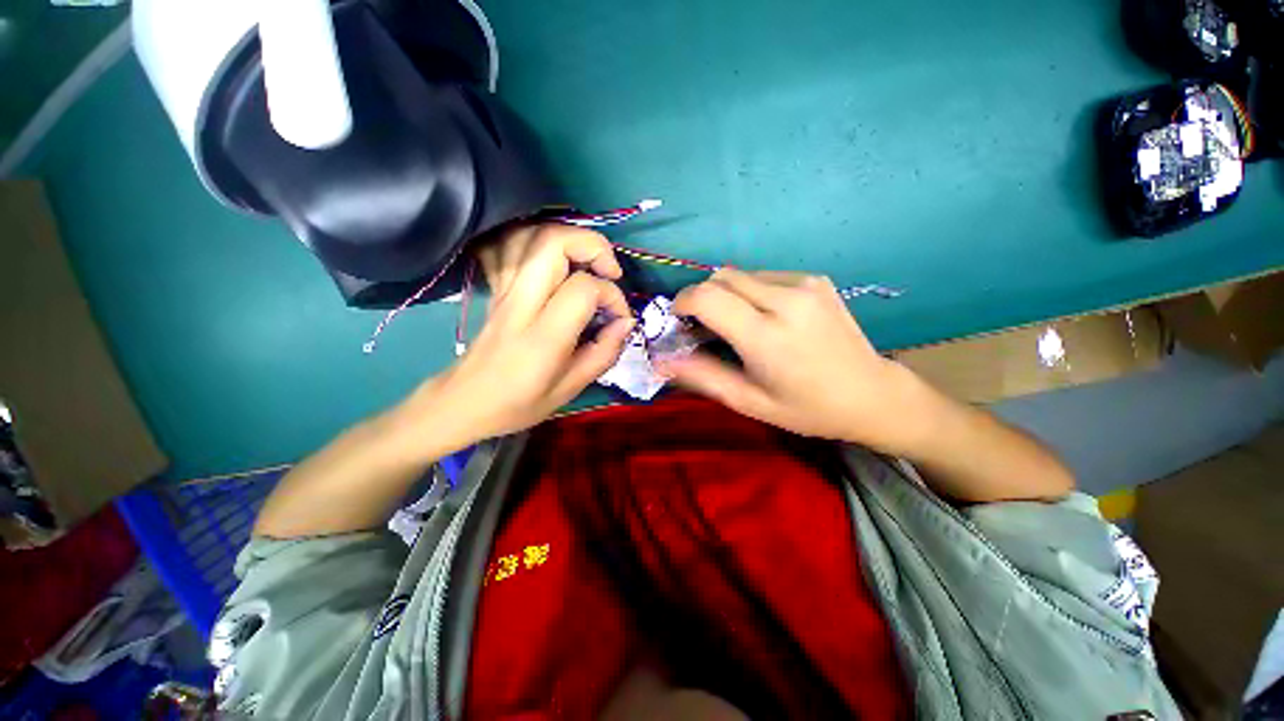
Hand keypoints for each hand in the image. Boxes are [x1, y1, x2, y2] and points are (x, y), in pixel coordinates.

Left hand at [396, 225, 634, 448]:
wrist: (465, 402)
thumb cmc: (520, 403)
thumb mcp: (571, 389)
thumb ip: (605, 353)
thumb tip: (626, 322)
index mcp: (544, 336)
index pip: (583, 289)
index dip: (612, 295)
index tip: (619, 317)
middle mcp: (521, 303)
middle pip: (553, 243)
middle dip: (592, 245)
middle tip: (610, 270)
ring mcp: (504, 290)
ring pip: (529, 235)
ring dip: (566, 237)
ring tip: (586, 261)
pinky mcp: (496, 288)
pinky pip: (507, 245)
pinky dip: (534, 239)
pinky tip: (552, 257)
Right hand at [662, 269, 921, 450]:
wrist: (872, 394)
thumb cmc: (806, 408)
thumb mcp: (748, 402)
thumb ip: (702, 377)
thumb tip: (662, 360)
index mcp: (767, 336)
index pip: (707, 297)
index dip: (683, 302)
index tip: (678, 320)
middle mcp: (786, 299)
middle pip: (721, 278)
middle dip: (702, 297)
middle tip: (703, 326)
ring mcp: (805, 284)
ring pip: (741, 274)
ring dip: (725, 294)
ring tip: (735, 324)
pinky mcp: (815, 279)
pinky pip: (764, 276)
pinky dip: (750, 292)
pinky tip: (763, 317)